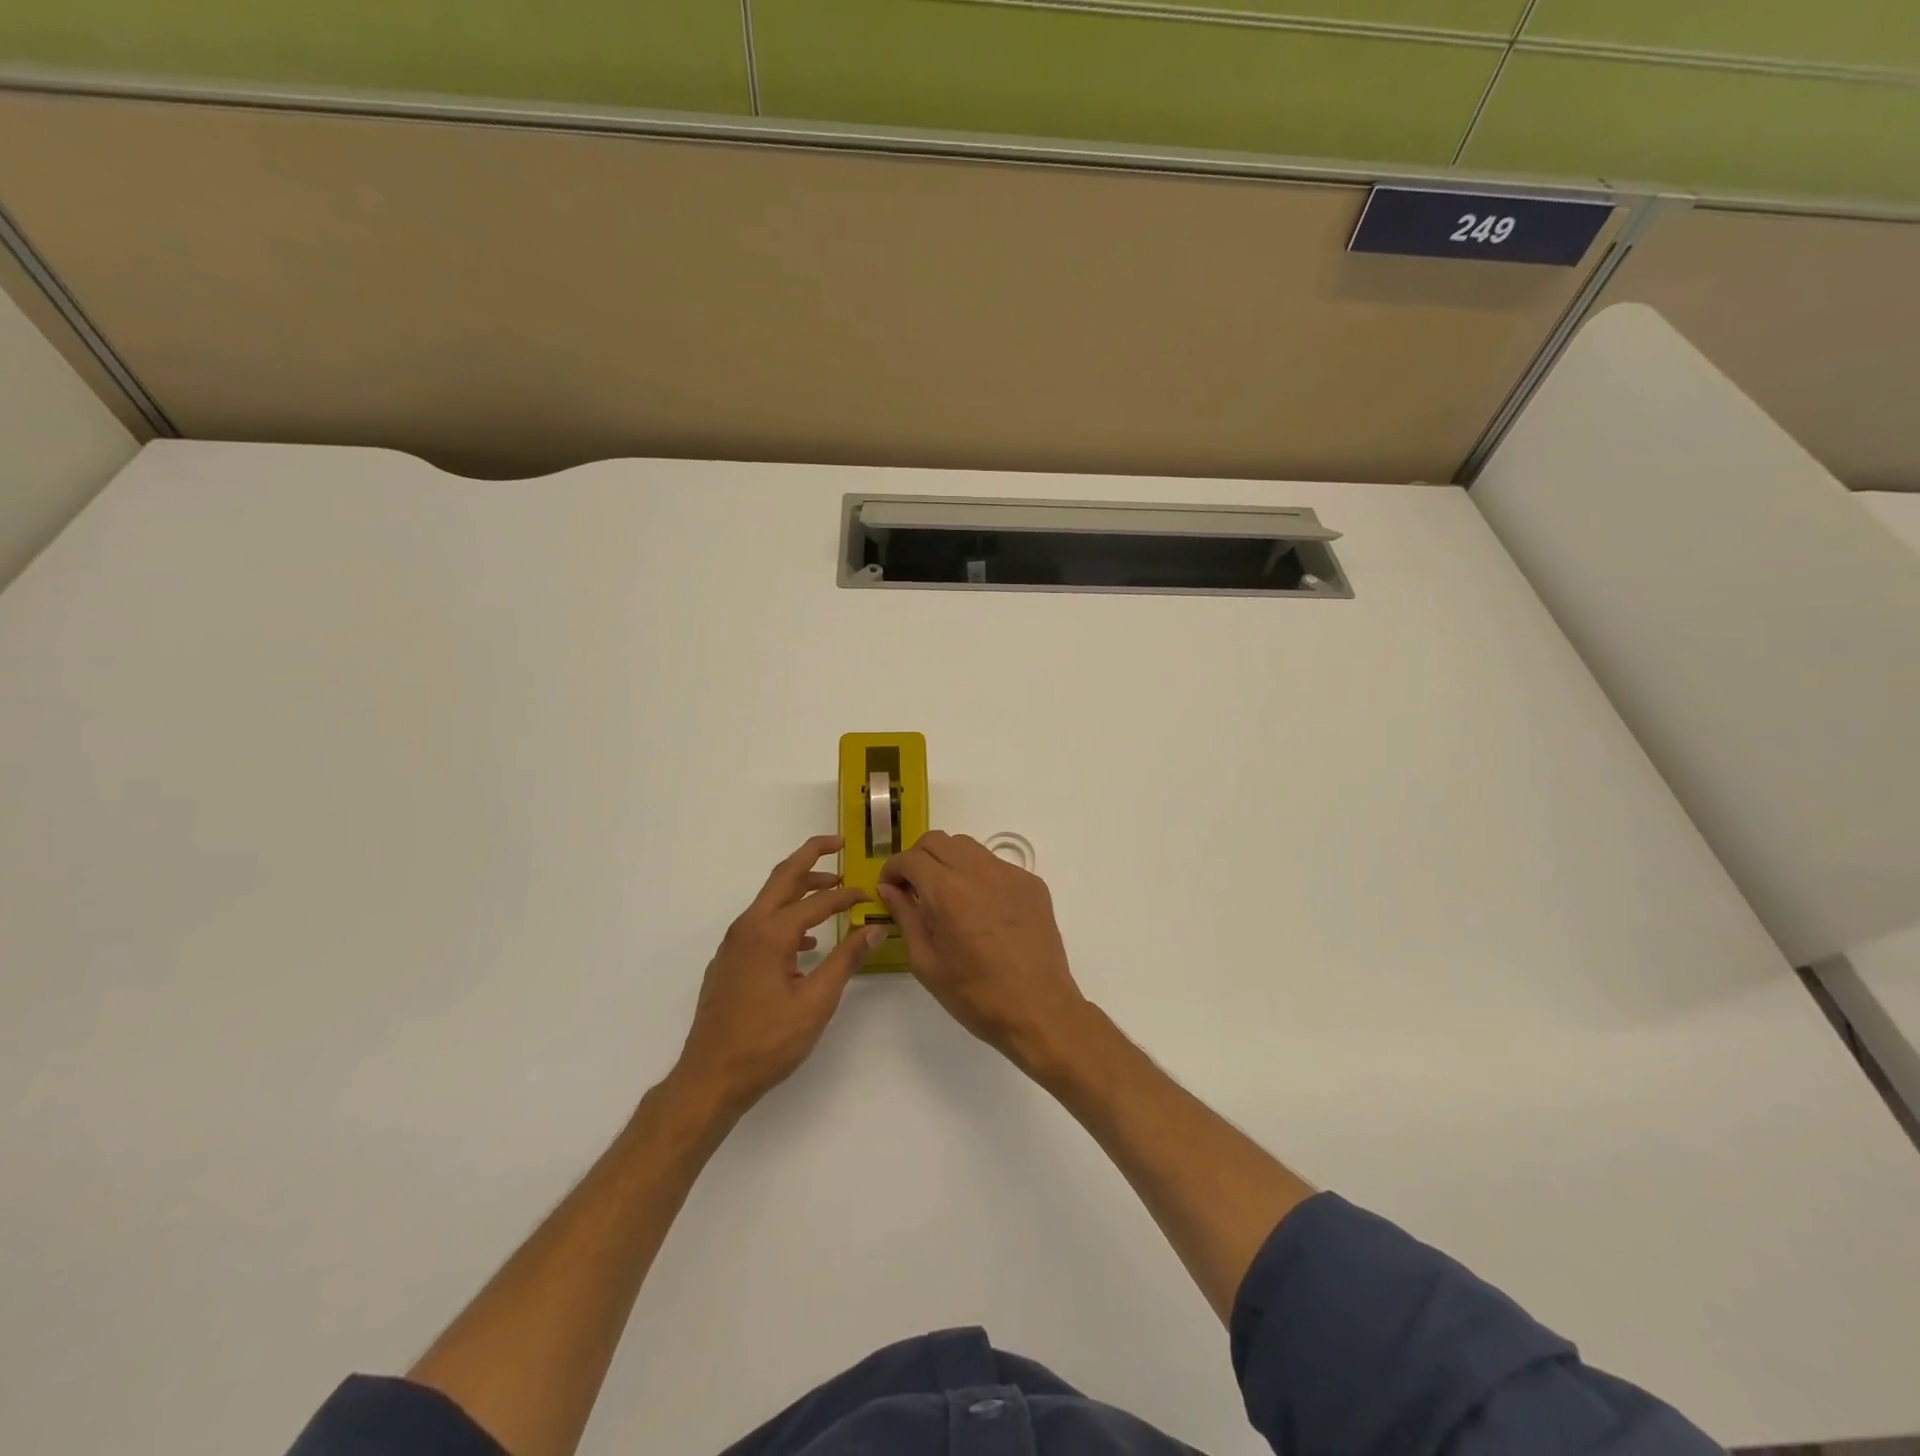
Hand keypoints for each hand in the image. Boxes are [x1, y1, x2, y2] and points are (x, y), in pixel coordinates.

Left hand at [671, 835, 882, 1117]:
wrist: (711, 1077)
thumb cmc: (767, 1041)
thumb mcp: (816, 1002)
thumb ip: (846, 960)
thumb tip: (875, 927)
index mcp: (771, 933)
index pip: (817, 901)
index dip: (847, 896)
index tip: (870, 896)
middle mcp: (748, 927)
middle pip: (782, 877)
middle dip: (811, 856)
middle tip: (838, 844)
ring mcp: (733, 943)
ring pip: (769, 899)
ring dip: (799, 887)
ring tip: (830, 890)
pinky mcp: (729, 960)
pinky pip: (760, 923)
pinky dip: (786, 916)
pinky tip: (807, 941)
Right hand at [877, 831, 1090, 1068]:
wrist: (1039, 1010)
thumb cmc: (975, 995)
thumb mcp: (926, 962)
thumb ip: (905, 916)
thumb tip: (889, 888)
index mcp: (948, 891)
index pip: (910, 858)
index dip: (892, 869)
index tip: (889, 888)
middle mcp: (979, 871)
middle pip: (938, 840)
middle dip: (918, 858)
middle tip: (914, 888)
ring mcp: (1010, 874)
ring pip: (968, 847)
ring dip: (948, 860)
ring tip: (946, 895)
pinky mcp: (1031, 883)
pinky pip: (995, 864)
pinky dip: (978, 875)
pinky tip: (981, 908)